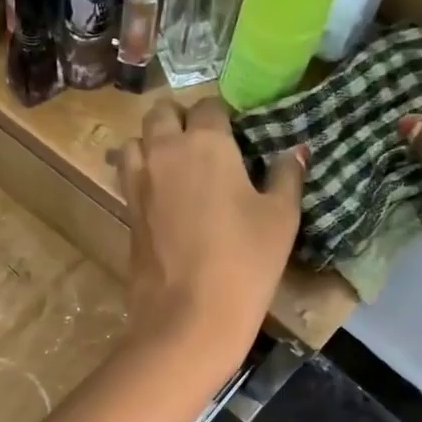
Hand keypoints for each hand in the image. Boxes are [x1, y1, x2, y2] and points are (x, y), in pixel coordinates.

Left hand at [113, 96, 303, 374]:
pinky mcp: (126, 213)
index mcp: (205, 143)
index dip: (222, 115)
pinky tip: (163, 195)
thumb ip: (286, 176)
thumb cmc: (244, 262)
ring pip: (135, 141)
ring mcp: (138, 183)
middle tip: (202, 143)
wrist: (188, 316)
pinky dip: (142, 174)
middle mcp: (164, 152)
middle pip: (160, 112)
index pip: (209, 105)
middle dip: (179, 118)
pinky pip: (128, 176)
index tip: (235, 133)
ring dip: (152, 142)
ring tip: (175, 164)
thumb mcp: (281, 218)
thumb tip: (295, 150)